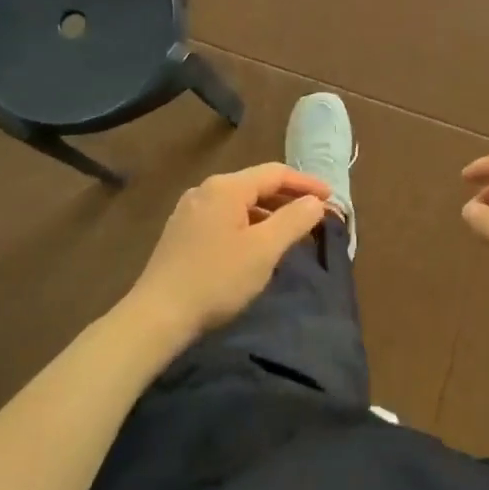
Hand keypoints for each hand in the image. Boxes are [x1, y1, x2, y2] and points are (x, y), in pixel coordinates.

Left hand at [126, 163, 332, 345]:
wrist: (158, 315)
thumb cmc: (217, 279)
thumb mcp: (264, 250)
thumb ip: (294, 220)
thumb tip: (315, 202)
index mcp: (226, 187)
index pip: (275, 173)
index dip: (306, 183)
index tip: (330, 199)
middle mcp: (205, 190)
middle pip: (256, 185)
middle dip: (288, 198)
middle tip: (314, 215)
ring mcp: (189, 211)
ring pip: (239, 203)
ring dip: (268, 213)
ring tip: (289, 233)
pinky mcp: (181, 233)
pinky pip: (224, 217)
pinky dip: (247, 224)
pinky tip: (255, 246)